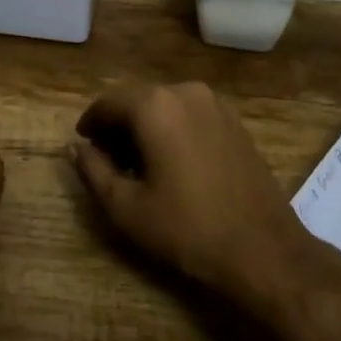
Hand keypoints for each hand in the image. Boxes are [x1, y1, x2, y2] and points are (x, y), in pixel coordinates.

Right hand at [70, 82, 318, 310]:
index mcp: (154, 105)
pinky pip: (190, 114)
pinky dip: (172, 128)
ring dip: (145, 126)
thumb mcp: (126, 208)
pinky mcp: (234, 120)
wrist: (264, 249)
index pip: (108, 102)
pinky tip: (172, 162)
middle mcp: (184, 92)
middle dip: (118, 125)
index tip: (83, 145)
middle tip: (106, 160)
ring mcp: (214, 103)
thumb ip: (93, 171)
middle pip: (137, 99)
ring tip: (138, 165)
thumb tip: (76, 148)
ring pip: (165, 105)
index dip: (90, 123)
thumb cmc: (188, 229)